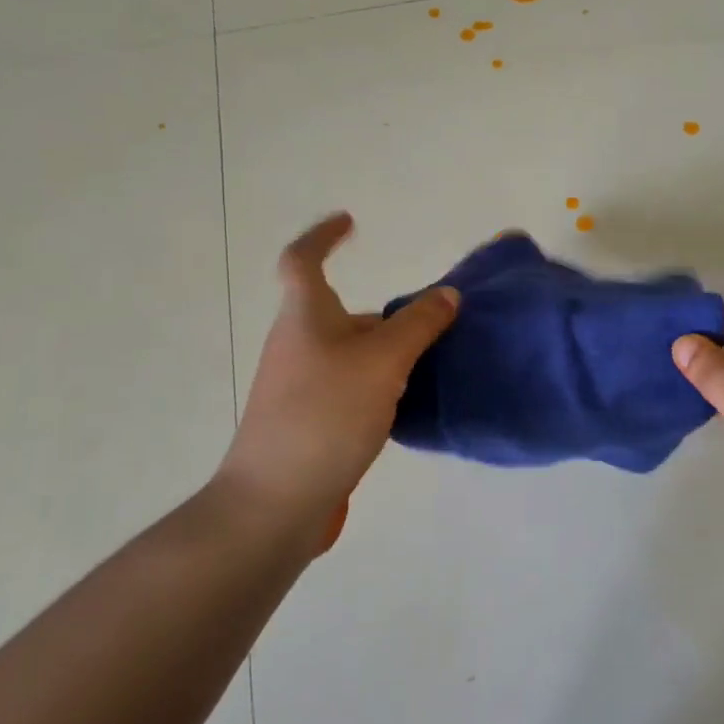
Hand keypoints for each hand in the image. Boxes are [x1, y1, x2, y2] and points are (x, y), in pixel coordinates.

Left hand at [218, 213, 458, 551]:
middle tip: (432, 324)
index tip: (350, 223)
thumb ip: (419, 325)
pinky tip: (407, 407)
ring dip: (387, 354)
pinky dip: (379, 386)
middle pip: (342, 314)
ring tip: (432, 366)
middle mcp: (297, 345)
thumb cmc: (326, 414)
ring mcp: (299, 386)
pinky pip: (350, 388)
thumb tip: (447, 295)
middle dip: (385, 316)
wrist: (276, 500)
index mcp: (305, 318)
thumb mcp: (383, 362)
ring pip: (350, 355)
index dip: (324, 237)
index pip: (303, 260)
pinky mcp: (309, 421)